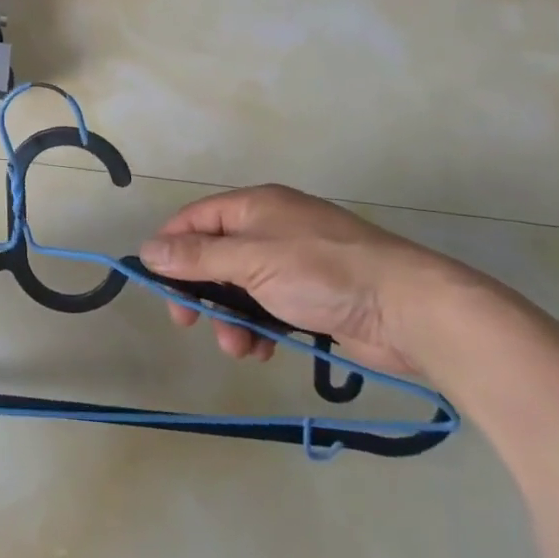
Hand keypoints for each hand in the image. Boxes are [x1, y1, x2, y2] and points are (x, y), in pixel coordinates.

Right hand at [139, 185, 481, 376]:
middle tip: (187, 323)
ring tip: (239, 348)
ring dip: (229, 318)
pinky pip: (268, 308)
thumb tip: (147, 250)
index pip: (194, 220)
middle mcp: (270, 229)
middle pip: (214, 256)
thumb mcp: (250, 261)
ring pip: (240, 288)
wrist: (410, 309)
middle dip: (200, 292)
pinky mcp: (313, 297)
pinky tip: (264, 350)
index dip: (170, 248)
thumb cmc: (322, 273)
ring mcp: (293, 263)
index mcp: (254, 207)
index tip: (156, 283)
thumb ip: (197, 257)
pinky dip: (259, 329)